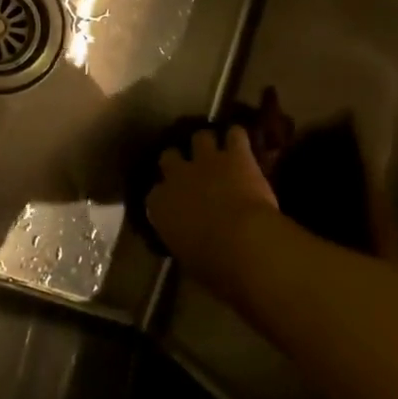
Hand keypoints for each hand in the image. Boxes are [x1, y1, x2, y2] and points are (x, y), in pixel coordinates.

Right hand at [146, 126, 283, 298]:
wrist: (242, 242)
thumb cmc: (212, 263)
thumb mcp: (187, 257)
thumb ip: (182, 241)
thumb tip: (188, 242)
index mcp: (160, 205)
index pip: (154, 194)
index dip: (165, 195)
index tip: (173, 203)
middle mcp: (177, 176)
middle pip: (169, 156)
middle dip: (178, 160)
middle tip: (191, 169)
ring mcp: (206, 160)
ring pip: (200, 137)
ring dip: (208, 144)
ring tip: (218, 152)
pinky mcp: (235, 155)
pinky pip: (235, 135)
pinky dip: (238, 138)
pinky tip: (243, 144)